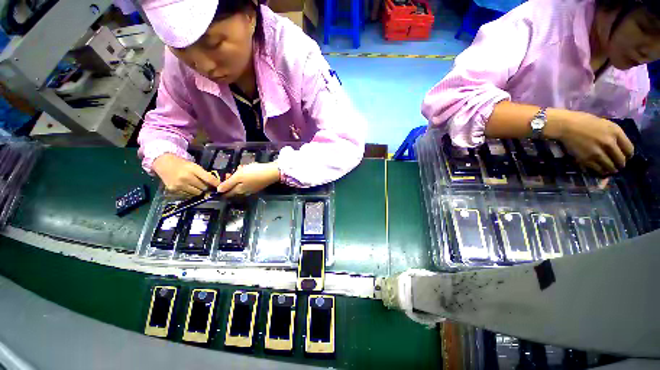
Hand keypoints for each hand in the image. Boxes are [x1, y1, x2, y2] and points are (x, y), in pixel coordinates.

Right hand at [152, 153, 219, 195]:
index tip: (221, 186)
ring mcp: (179, 184)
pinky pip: (188, 195)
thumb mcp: (194, 166)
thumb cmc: (182, 164)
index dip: (216, 184)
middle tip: (209, 187)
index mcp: (193, 169)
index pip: (208, 178)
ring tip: (199, 187)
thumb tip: (215, 184)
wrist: (162, 163)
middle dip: (208, 188)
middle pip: (204, 187)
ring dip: (200, 191)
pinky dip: (191, 193)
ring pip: (197, 193)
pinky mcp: (173, 190)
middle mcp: (186, 177)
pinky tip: (190, 188)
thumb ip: (204, 174)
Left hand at [217, 162, 280, 197]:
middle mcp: (245, 192)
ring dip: (239, 176)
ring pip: (241, 183)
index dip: (221, 188)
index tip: (220, 180)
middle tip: (233, 171)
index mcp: (239, 191)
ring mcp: (253, 188)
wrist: (272, 172)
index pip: (227, 193)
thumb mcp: (239, 176)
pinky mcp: (258, 184)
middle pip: (234, 187)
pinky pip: (248, 181)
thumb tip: (218, 191)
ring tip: (242, 167)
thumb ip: (228, 184)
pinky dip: (246, 176)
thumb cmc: (254, 173)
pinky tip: (249, 169)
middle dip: (231, 179)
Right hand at [547, 109, 633, 174]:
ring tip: (607, 170)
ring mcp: (597, 153)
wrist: (564, 125)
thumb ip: (613, 135)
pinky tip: (598, 170)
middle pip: (620, 161)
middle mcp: (609, 144)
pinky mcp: (586, 159)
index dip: (628, 156)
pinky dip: (599, 171)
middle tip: (616, 166)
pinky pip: (597, 170)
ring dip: (610, 170)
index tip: (624, 157)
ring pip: (609, 168)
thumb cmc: (584, 121)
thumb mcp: (604, 124)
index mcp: (615, 132)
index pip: (629, 150)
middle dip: (619, 164)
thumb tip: (619, 148)